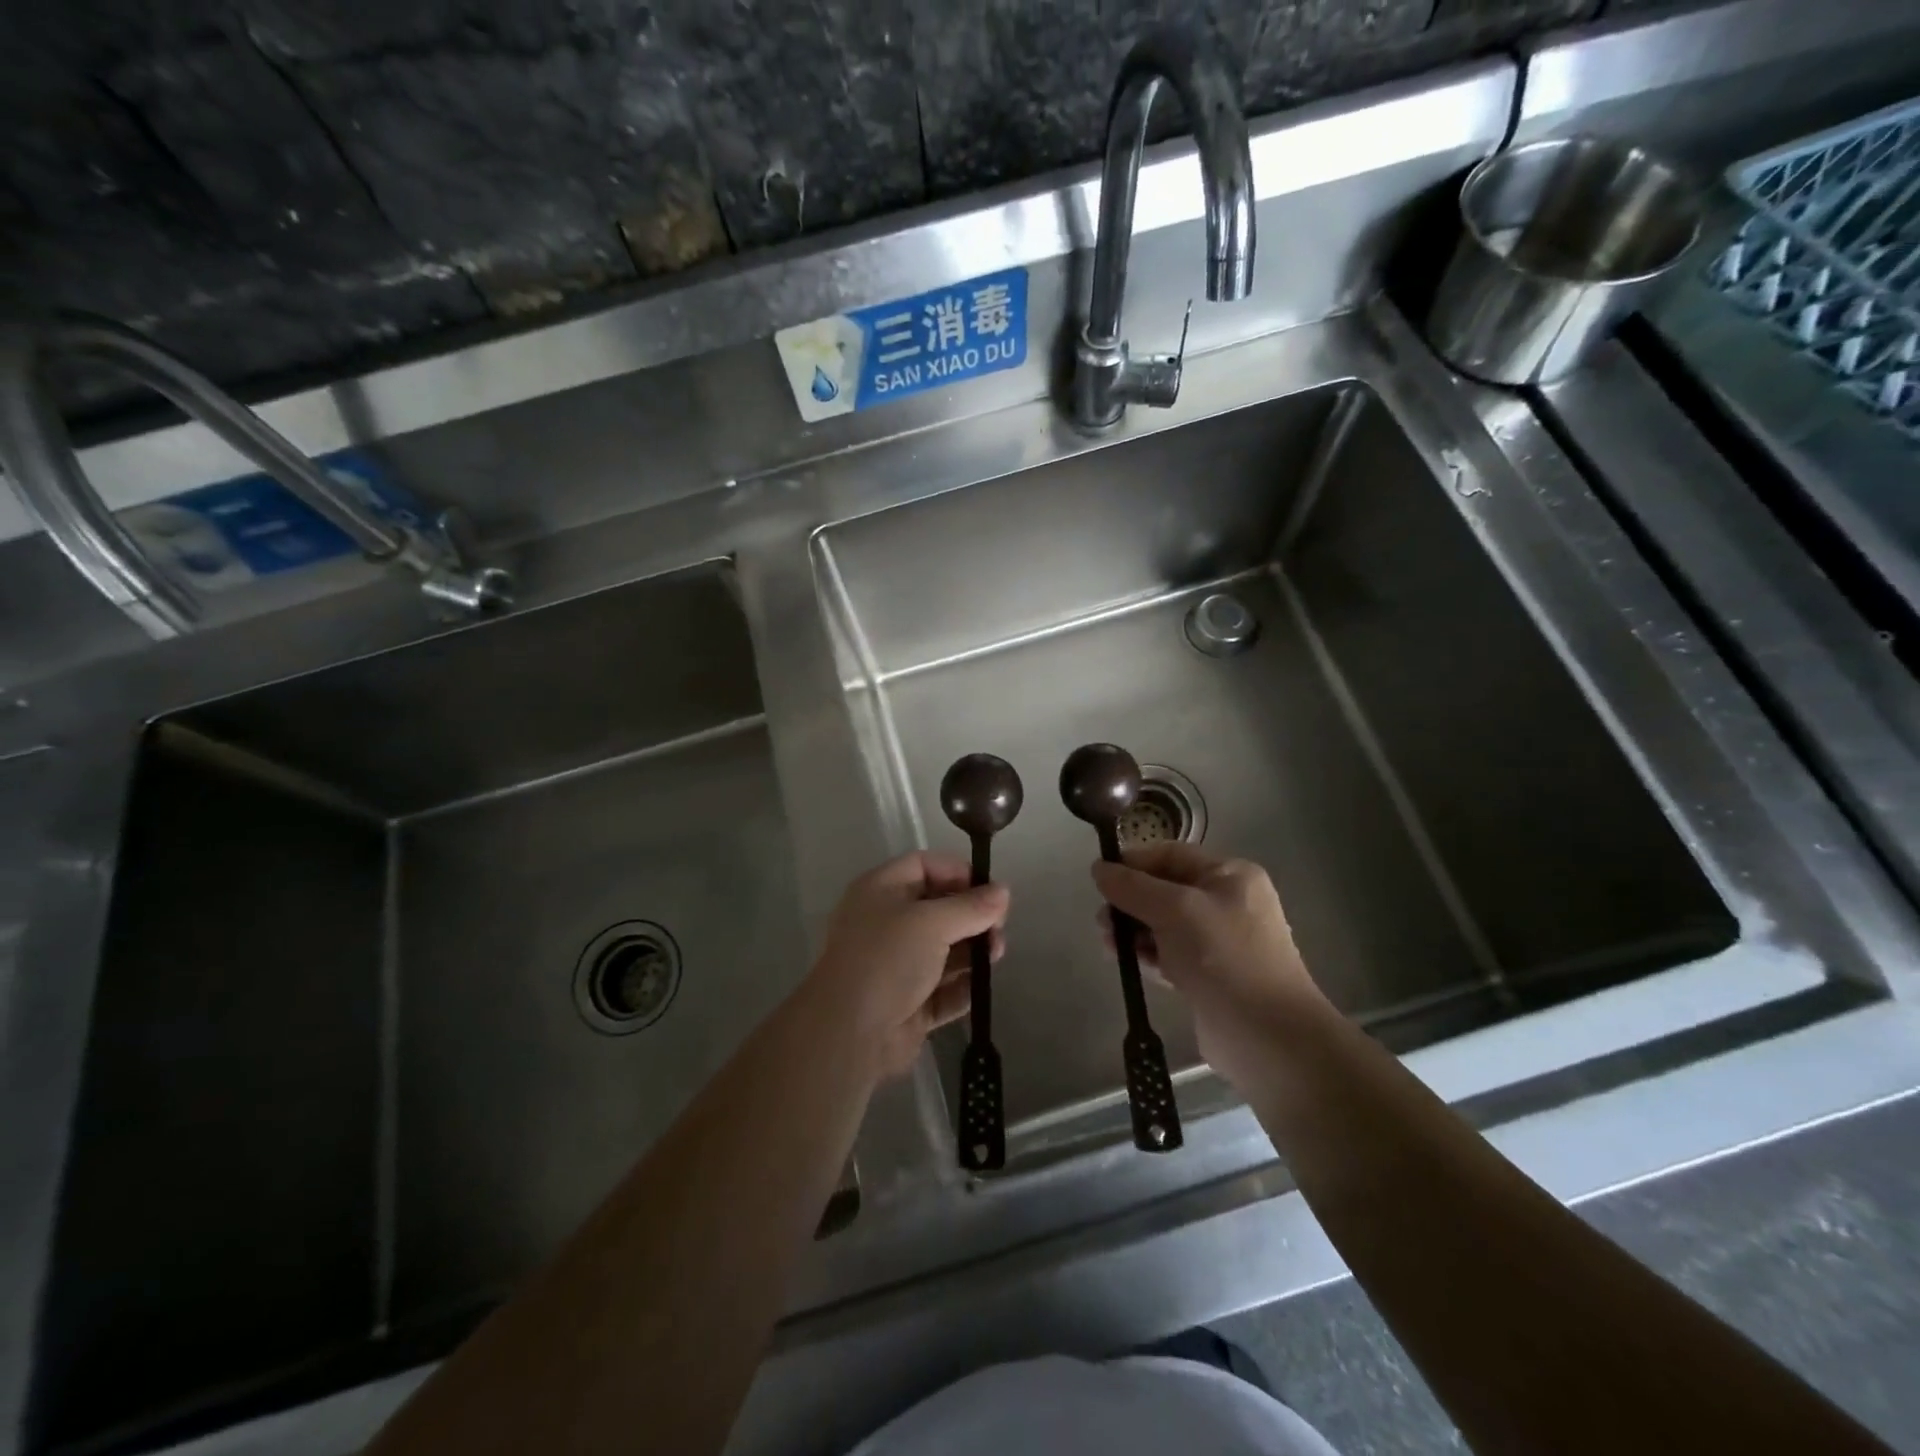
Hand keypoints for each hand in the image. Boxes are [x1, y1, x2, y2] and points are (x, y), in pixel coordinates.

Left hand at [808, 852, 1008, 1082]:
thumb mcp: (931, 923)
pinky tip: (979, 989)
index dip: (957, 872)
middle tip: (998, 930)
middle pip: (938, 909)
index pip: (923, 866)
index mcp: (880, 891)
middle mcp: (886, 924)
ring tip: (995, 957)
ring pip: (943, 951)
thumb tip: (1003, 892)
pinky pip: (942, 989)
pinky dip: (962, 988)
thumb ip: (971, 907)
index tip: (990, 891)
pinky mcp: (907, 1004)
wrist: (849, 1034)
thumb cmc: (887, 960)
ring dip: (972, 953)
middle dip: (972, 917)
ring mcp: (896, 966)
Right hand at [1092, 842, 1328, 1090]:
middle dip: (1130, 902)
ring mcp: (1220, 942)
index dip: (1133, 863)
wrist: (1268, 1037)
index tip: (1099, 880)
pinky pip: (1170, 954)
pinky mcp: (1209, 976)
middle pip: (1164, 890)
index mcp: (1230, 875)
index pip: (1171, 855)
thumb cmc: (1224, 958)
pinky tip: (1131, 966)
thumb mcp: (1175, 910)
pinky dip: (1148, 957)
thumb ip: (1133, 887)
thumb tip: (1098, 868)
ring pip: (1163, 924)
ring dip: (1133, 932)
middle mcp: (1227, 902)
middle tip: (1103, 923)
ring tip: (1110, 947)